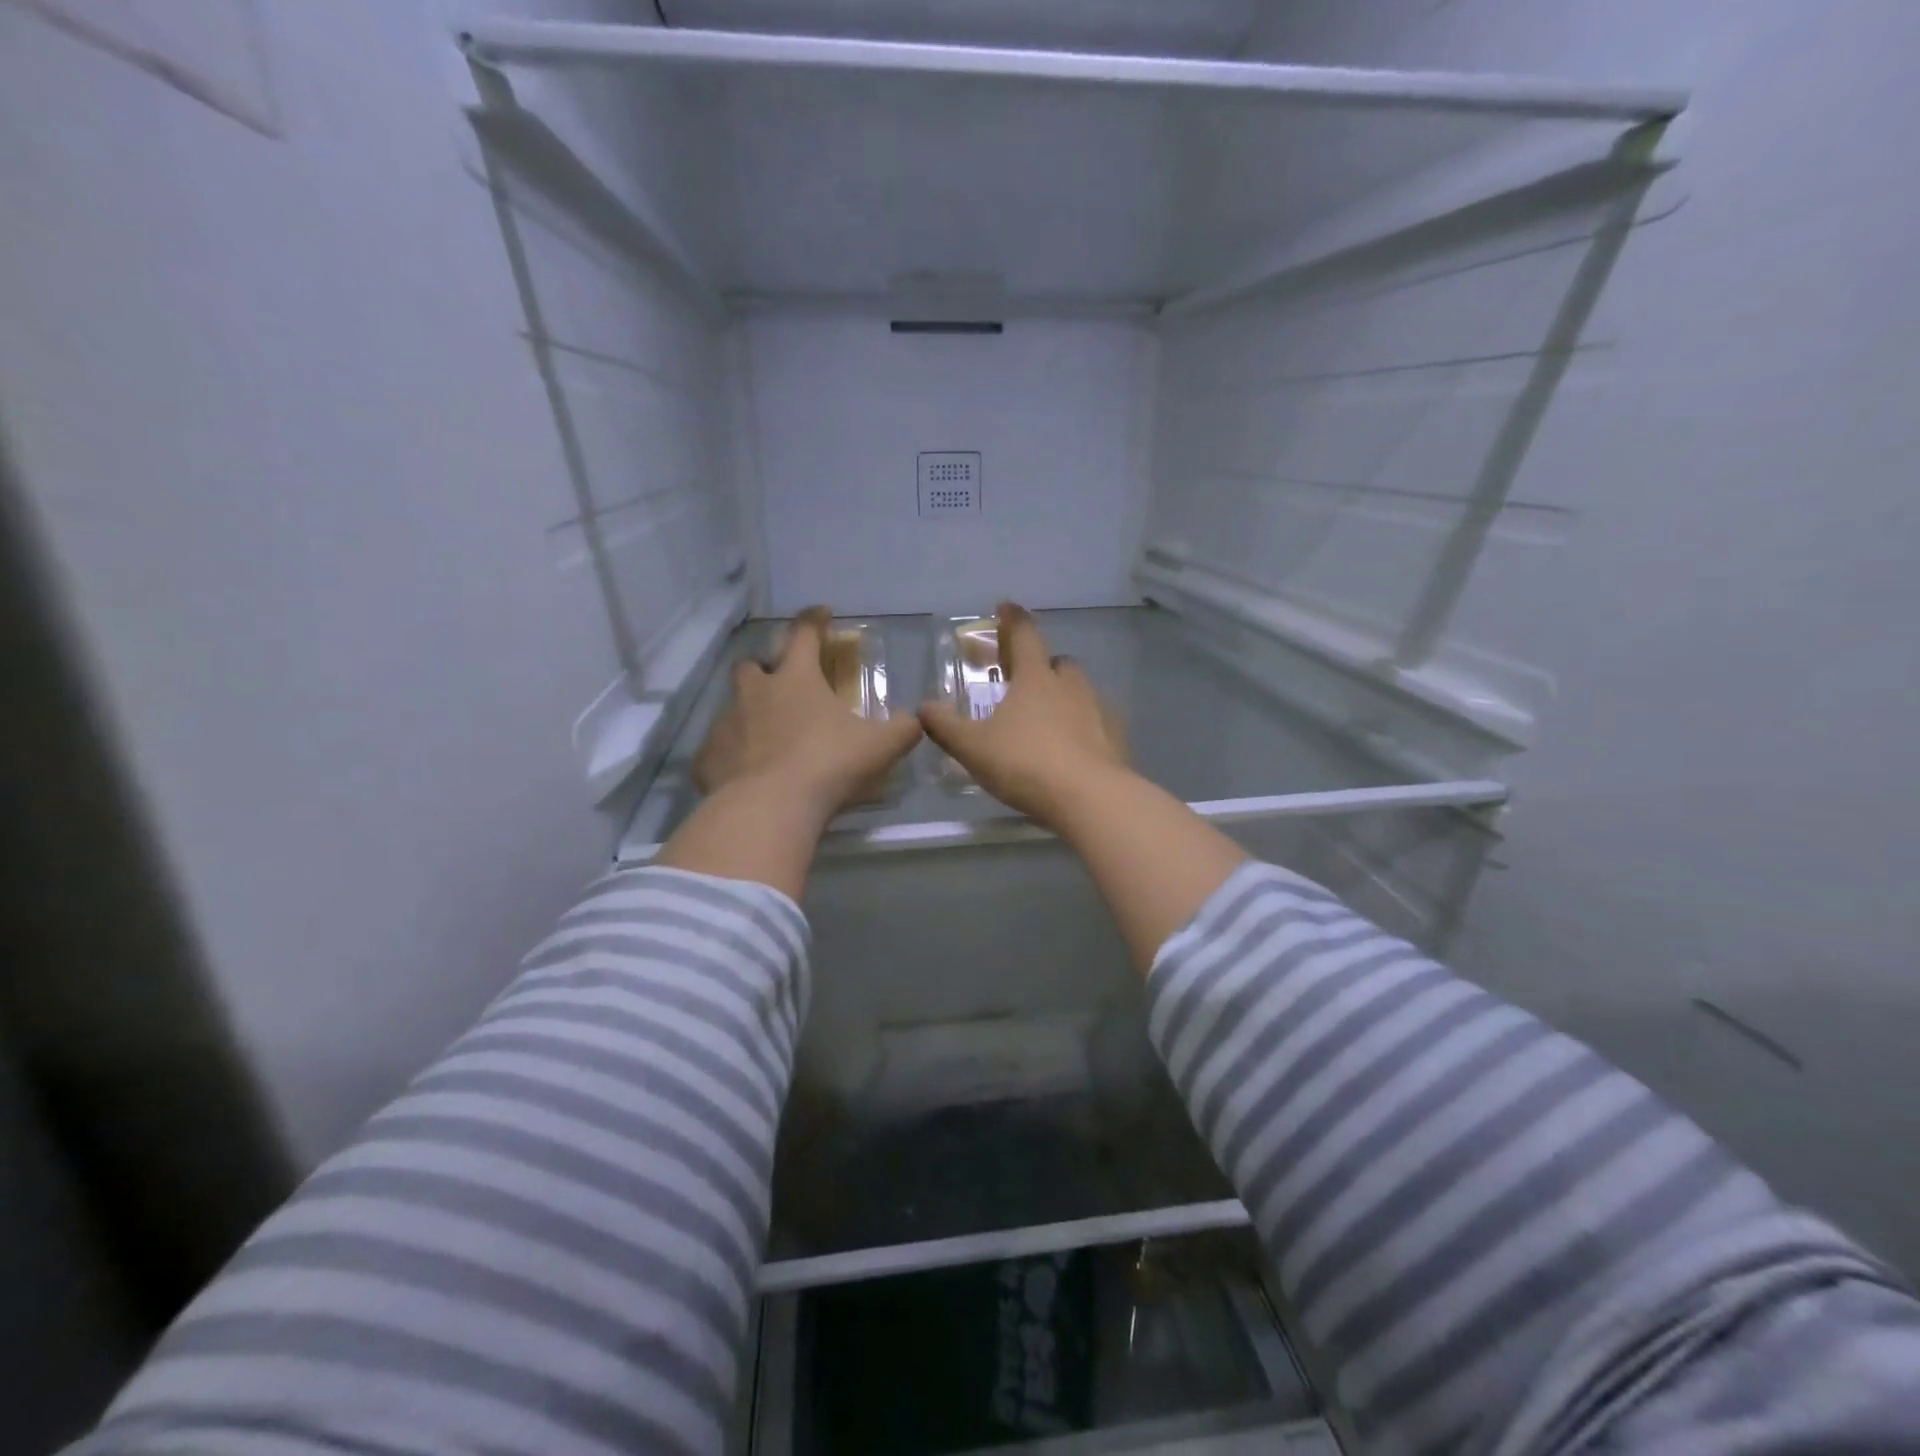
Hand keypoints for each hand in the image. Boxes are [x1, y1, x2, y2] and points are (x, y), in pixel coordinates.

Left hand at [694, 606, 922, 819]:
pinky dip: (731, 756)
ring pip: (731, 707)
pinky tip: (746, 775)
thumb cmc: (828, 766)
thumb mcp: (880, 747)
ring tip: (766, 738)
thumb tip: (915, 720)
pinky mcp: (707, 758)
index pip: (804, 634)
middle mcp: (755, 693)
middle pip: (751, 666)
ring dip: (748, 714)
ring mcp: (725, 724)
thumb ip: (903, 729)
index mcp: (796, 680)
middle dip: (765, 670)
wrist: (769, 809)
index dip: (814, 620)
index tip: (822, 613)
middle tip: (782, 687)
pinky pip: (718, 750)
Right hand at [918, 602, 1130, 828]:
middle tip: (1024, 682)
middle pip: (1058, 662)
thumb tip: (924, 708)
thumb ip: (946, 726)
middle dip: (1041, 666)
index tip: (1005, 607)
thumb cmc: (1026, 764)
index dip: (1013, 618)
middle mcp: (1071, 685)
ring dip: (1065, 696)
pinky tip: (1074, 748)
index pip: (1025, 634)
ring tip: (1048, 720)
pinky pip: (1098, 721)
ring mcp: (1099, 710)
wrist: (1090, 798)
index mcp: (1035, 678)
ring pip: (1081, 691)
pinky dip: (1085, 726)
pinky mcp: (1117, 738)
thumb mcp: (973, 748)